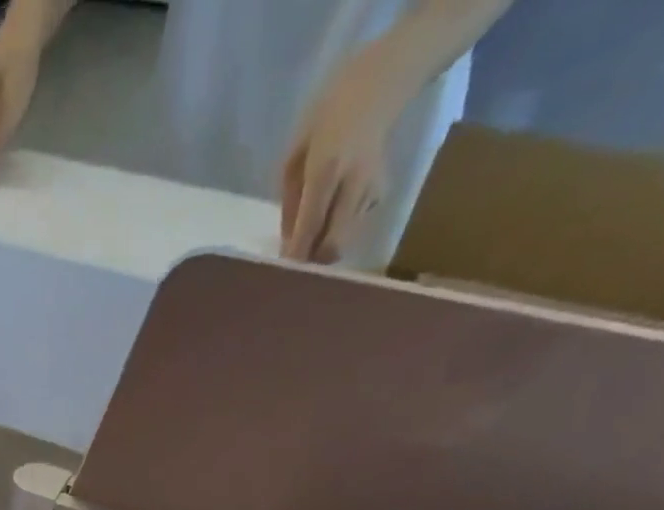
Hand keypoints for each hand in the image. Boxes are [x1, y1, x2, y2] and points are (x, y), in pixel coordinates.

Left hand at [280, 53, 404, 263]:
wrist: (381, 83)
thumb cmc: (328, 115)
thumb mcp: (296, 153)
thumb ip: (291, 199)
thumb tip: (287, 240)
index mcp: (326, 171)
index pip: (309, 227)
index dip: (295, 256)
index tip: (282, 272)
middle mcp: (353, 185)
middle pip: (333, 245)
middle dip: (313, 261)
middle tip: (296, 260)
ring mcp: (372, 190)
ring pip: (344, 241)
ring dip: (324, 248)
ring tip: (311, 238)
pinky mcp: (382, 192)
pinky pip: (354, 226)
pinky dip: (339, 230)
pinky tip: (333, 213)